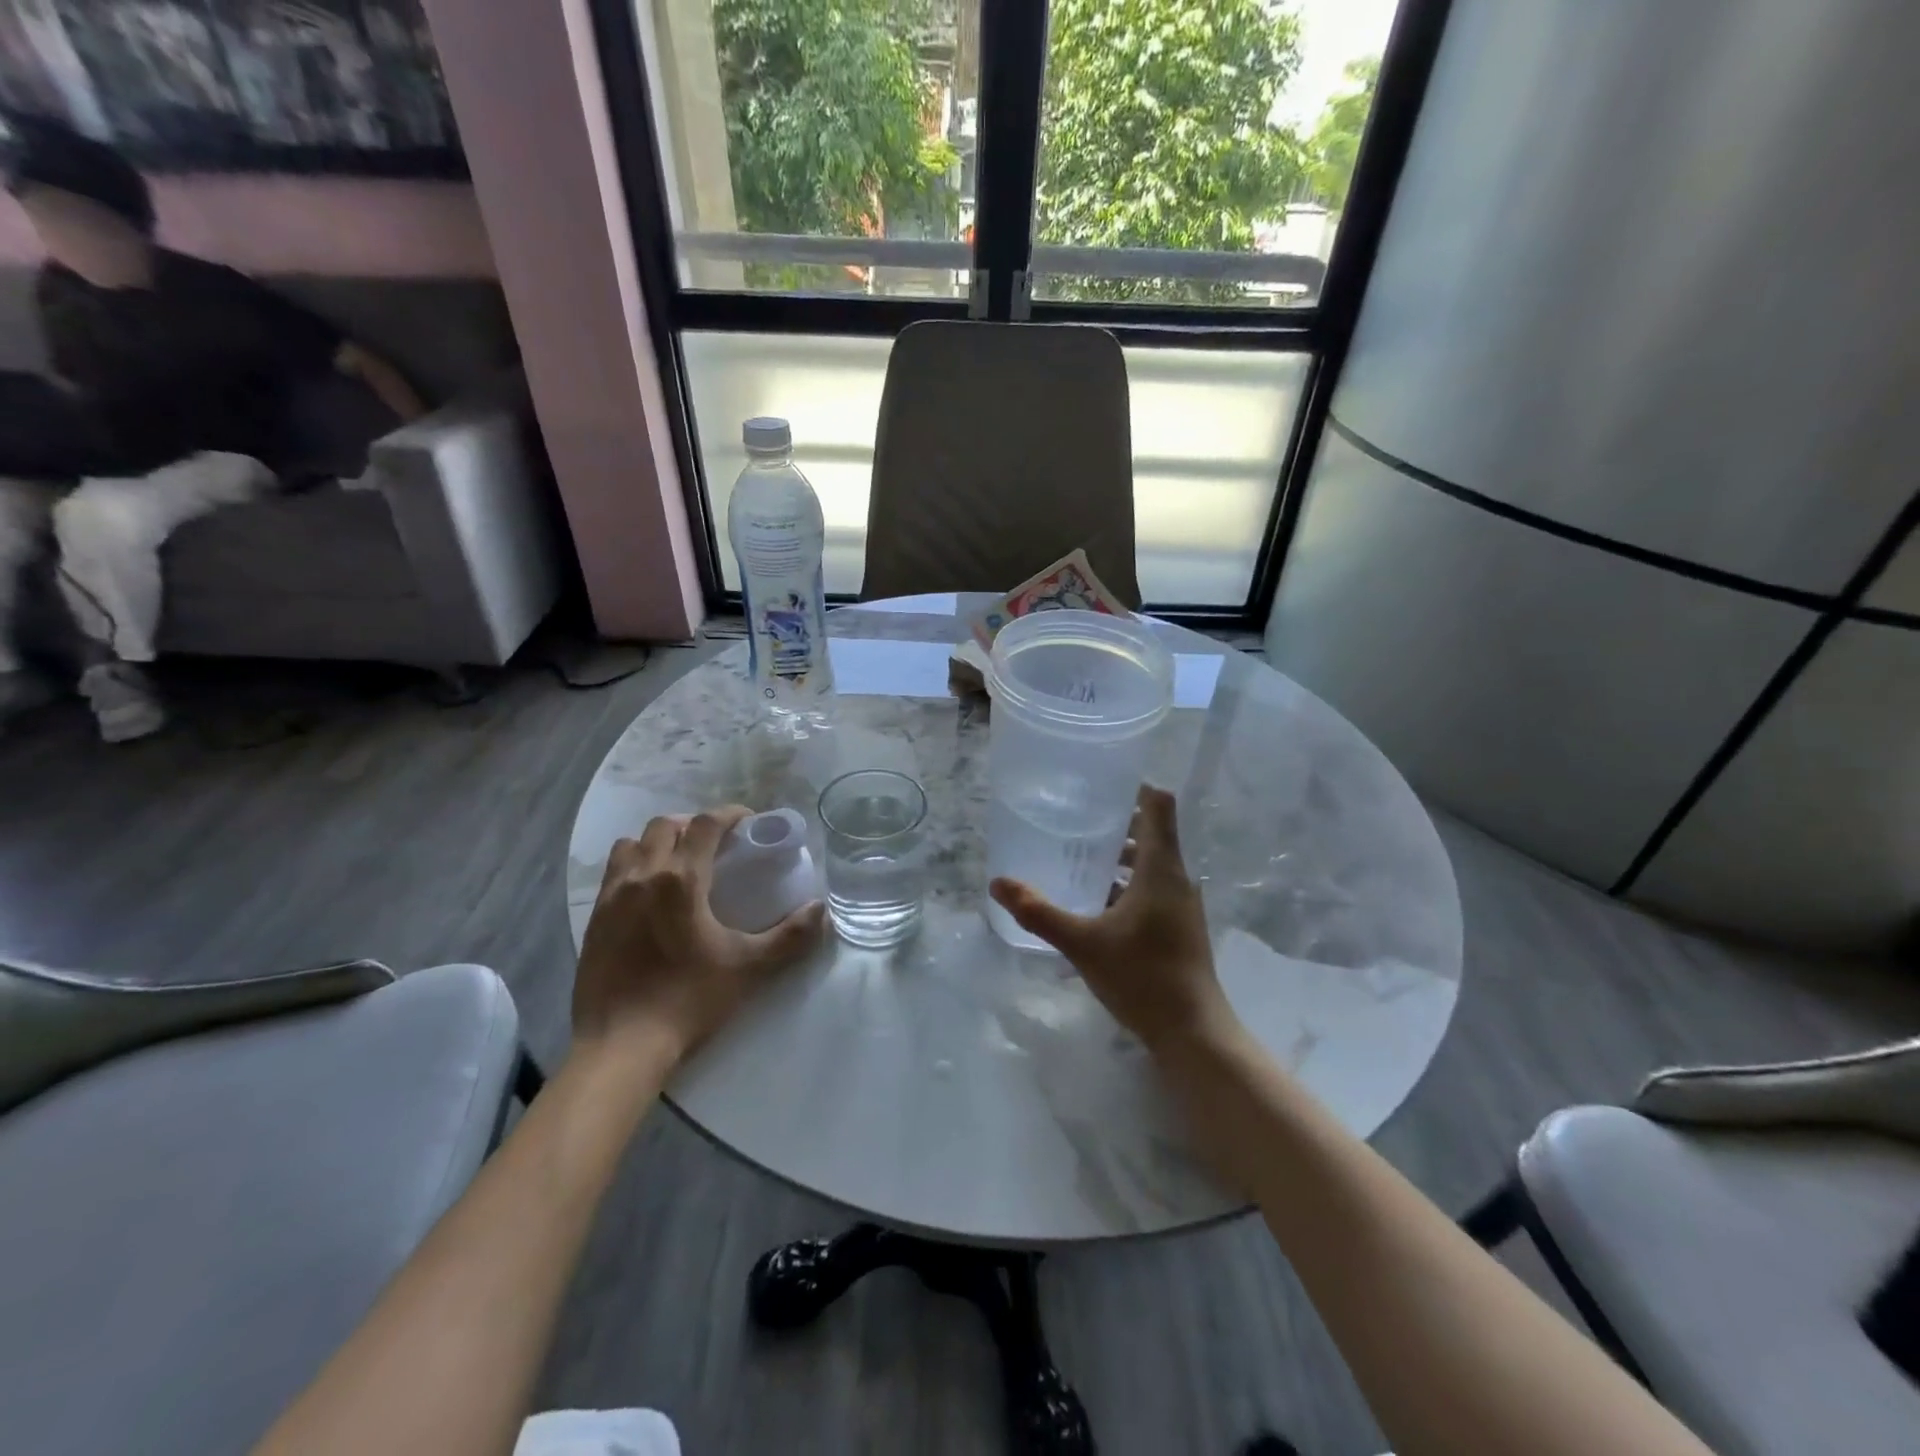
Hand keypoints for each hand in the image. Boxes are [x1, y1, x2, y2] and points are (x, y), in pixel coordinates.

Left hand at [574, 806, 824, 1061]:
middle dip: (693, 825)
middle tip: (716, 845)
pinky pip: (613, 872)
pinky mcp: (594, 919)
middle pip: (665, 825)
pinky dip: (635, 865)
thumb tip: (821, 911)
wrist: (622, 1046)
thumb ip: (790, 936)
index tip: (748, 822)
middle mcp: (643, 876)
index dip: (729, 814)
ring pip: (632, 844)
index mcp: (682, 880)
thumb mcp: (749, 968)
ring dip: (658, 842)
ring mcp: (612, 897)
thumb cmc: (689, 1001)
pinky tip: (650, 895)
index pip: (705, 824)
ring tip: (679, 863)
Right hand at [989, 785, 1236, 1055]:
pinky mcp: (1179, 926)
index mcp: (1162, 869)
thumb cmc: (1142, 977)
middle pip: (1152, 832)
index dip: (1135, 787)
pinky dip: (1127, 883)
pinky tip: (1095, 901)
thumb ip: (1038, 912)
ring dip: (1120, 856)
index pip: (1159, 806)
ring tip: (1079, 856)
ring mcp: (1182, 904)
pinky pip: (1152, 888)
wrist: (1192, 1032)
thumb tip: (998, 883)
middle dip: (1117, 822)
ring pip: (1151, 864)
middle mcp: (1177, 878)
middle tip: (1075, 817)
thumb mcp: (1082, 943)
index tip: (1101, 782)